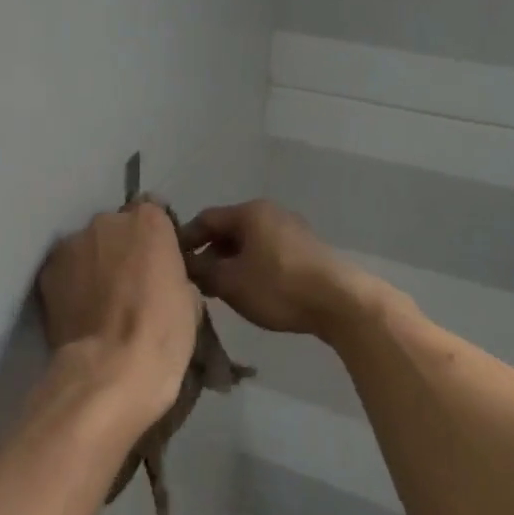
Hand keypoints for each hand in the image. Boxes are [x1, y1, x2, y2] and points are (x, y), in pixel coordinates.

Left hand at [36, 201, 199, 426]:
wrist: (108, 370)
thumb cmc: (161, 335)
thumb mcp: (189, 300)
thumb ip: (172, 272)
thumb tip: (160, 277)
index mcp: (149, 222)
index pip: (153, 210)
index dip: (154, 236)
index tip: (156, 260)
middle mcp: (107, 221)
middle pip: (116, 227)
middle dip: (122, 248)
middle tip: (128, 284)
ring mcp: (72, 243)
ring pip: (87, 247)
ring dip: (94, 264)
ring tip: (99, 301)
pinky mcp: (47, 270)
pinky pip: (65, 269)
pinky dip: (71, 282)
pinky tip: (79, 310)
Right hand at [180, 200, 374, 337]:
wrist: (341, 302)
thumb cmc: (278, 286)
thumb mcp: (231, 282)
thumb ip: (202, 271)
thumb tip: (186, 264)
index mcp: (249, 212)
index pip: (206, 218)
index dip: (185, 239)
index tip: (173, 262)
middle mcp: (270, 212)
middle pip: (228, 229)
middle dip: (209, 253)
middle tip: (196, 279)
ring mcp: (292, 229)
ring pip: (249, 242)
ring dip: (231, 262)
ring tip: (221, 289)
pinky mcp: (307, 249)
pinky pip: (268, 252)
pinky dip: (252, 266)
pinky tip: (250, 290)